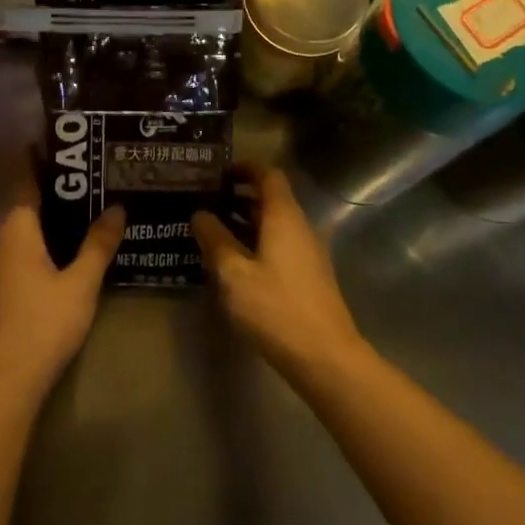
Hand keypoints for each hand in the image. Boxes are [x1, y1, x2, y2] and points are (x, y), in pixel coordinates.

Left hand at [0, 167, 124, 402]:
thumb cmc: (43, 323)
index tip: (63, 144)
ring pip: (24, 233)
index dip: (41, 162)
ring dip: (50, 220)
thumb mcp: (81, 282)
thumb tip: (117, 208)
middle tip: (92, 178)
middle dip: (55, 192)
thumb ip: (98, 244)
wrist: (4, 380)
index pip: (26, 182)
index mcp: (16, 231)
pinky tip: (68, 252)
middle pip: (26, 207)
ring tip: (88, 210)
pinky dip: (44, 243)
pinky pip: (22, 253)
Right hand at [192, 165, 365, 376]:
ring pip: (275, 225)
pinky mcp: (308, 276)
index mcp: (284, 217)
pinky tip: (234, 264)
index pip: (268, 176)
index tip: (217, 173)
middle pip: (271, 200)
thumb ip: (215, 240)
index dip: (245, 169)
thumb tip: (200, 214)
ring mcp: (308, 253)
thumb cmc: (275, 308)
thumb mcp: (234, 274)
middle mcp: (300, 227)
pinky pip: (280, 246)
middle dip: (239, 197)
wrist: (324, 355)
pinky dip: (256, 243)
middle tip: (205, 203)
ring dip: (246, 223)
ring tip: (212, 232)